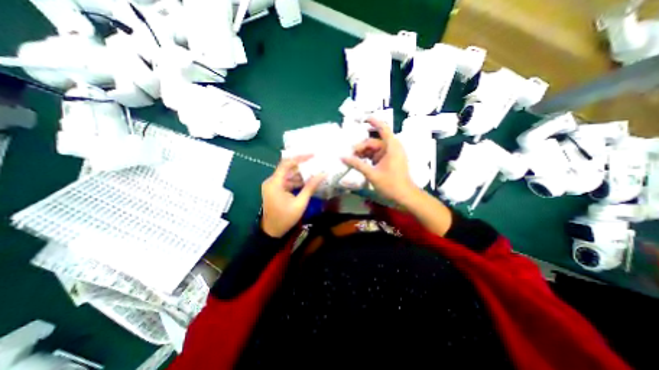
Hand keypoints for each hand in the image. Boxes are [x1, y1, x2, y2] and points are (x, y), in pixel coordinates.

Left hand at [261, 155, 325, 236]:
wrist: (272, 232)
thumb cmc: (285, 218)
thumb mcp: (300, 203)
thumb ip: (310, 187)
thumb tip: (323, 174)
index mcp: (275, 183)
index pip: (287, 163)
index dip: (300, 158)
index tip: (313, 155)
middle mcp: (272, 181)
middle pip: (288, 168)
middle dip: (302, 166)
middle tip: (316, 163)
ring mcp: (273, 185)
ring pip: (288, 175)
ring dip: (301, 175)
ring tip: (315, 172)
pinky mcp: (275, 190)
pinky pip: (287, 181)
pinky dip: (297, 181)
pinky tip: (308, 182)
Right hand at [343, 119, 412, 203]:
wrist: (404, 196)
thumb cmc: (390, 184)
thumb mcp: (372, 173)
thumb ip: (357, 164)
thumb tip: (342, 157)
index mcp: (391, 146)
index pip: (383, 128)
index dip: (373, 121)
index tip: (363, 119)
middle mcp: (392, 147)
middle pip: (374, 141)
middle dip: (361, 146)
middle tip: (349, 154)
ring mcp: (391, 155)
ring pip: (374, 149)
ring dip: (363, 153)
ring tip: (352, 159)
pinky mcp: (389, 161)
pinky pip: (376, 156)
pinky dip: (368, 158)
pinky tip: (359, 162)